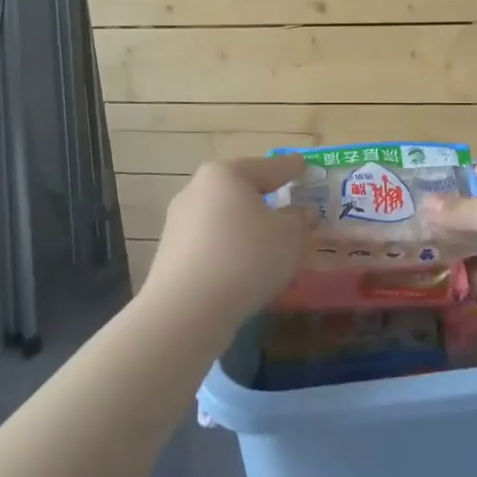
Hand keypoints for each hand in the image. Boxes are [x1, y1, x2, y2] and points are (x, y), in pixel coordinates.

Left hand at [142, 156, 315, 330]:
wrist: (186, 310)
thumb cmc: (246, 258)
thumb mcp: (289, 236)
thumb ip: (299, 219)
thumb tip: (301, 212)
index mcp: (226, 174)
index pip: (269, 167)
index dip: (292, 168)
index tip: (305, 166)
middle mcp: (197, 190)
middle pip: (241, 191)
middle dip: (267, 200)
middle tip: (291, 208)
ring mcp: (179, 222)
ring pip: (225, 218)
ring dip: (247, 227)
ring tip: (270, 244)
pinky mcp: (171, 253)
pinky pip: (211, 243)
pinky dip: (230, 249)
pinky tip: (244, 268)